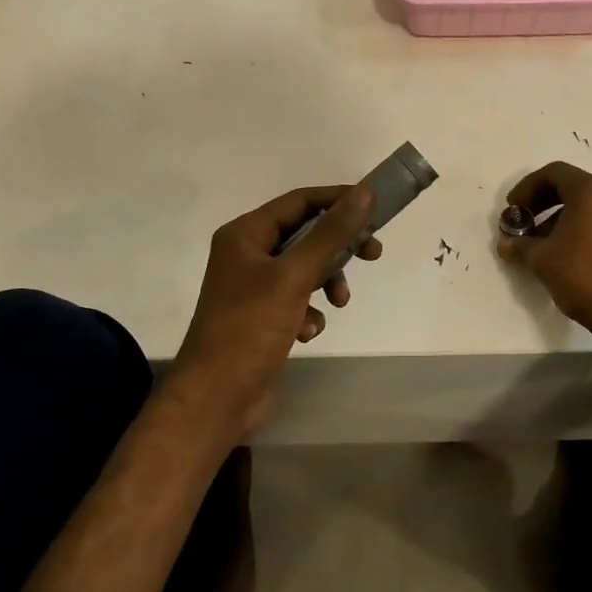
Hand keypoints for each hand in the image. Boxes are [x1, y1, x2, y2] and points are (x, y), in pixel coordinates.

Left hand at [171, 184, 381, 440]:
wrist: (216, 399)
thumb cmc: (250, 328)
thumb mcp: (294, 276)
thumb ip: (331, 234)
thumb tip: (364, 193)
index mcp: (245, 234)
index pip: (299, 201)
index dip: (337, 199)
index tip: (375, 207)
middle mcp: (247, 255)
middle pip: (305, 234)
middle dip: (338, 246)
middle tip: (373, 254)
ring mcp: (254, 288)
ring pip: (305, 269)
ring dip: (327, 282)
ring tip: (339, 303)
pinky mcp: (262, 318)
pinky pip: (297, 300)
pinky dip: (309, 312)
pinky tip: (307, 332)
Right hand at [498, 162, 591, 336]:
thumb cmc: (581, 274)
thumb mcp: (541, 259)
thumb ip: (520, 245)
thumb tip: (505, 244)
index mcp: (591, 191)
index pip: (554, 173)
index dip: (527, 187)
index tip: (513, 208)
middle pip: (571, 186)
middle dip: (542, 202)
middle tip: (524, 222)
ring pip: (587, 205)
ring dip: (559, 217)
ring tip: (540, 243)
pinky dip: (579, 227)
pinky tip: (564, 253)